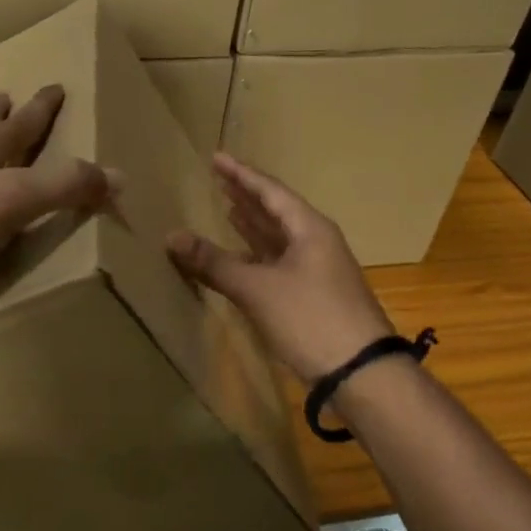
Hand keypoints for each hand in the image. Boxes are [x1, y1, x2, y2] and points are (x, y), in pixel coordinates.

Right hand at [168, 153, 392, 381]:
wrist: (359, 372)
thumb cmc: (310, 318)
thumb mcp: (257, 288)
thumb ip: (214, 263)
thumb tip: (171, 237)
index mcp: (309, 229)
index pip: (270, 191)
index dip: (241, 174)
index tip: (217, 158)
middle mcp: (315, 242)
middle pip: (276, 211)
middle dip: (246, 196)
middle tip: (218, 179)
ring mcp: (316, 270)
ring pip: (278, 238)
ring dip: (253, 225)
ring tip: (227, 208)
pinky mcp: (312, 295)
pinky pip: (278, 262)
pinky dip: (257, 255)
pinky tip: (241, 257)